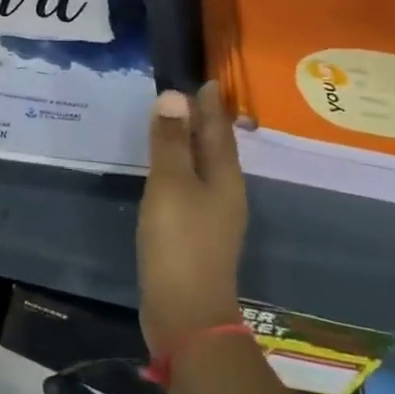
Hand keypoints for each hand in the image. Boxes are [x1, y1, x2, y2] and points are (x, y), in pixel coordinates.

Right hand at [138, 81, 247, 356]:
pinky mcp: (197, 236)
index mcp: (225, 177)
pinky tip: (168, 174)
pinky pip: (191, 188)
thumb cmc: (179, 242)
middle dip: (204, 122)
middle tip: (189, 96)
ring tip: (177, 127)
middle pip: (215, 148)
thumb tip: (173, 95)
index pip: (218, 129)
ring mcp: (213, 218)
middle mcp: (226, 193)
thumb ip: (170, 141)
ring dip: (192, 145)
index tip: (206, 80)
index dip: (210, 105)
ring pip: (204, 169)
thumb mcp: (170, 184)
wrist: (186, 313)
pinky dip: (182, 170)